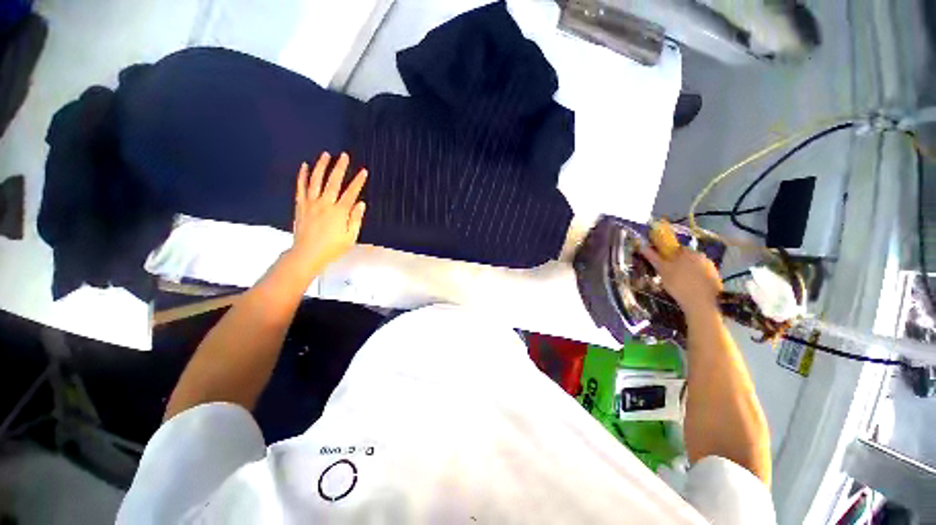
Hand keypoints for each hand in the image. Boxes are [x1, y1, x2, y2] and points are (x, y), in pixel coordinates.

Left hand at [287, 152, 366, 274]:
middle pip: (333, 182)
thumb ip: (356, 219)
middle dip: (340, 167)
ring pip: (316, 181)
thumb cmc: (332, 248)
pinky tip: (305, 166)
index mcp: (339, 212)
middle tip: (344, 156)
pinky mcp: (300, 205)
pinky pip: (301, 187)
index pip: (351, 193)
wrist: (307, 254)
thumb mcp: (350, 237)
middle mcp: (324, 204)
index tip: (363, 172)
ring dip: (321, 166)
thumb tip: (360, 204)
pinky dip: (302, 176)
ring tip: (325, 155)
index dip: (358, 182)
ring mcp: (310, 203)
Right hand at [640, 245, 721, 316]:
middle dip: (679, 263)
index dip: (668, 255)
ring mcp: (712, 268)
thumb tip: (643, 247)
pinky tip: (690, 288)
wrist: (701, 303)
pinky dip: (696, 279)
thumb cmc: (679, 284)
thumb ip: (653, 258)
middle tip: (670, 274)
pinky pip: (702, 275)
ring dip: (687, 271)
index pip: (677, 248)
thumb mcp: (662, 270)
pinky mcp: (716, 279)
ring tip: (680, 283)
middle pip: (687, 257)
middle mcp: (703, 256)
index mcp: (689, 252)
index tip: (663, 264)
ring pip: (695, 266)